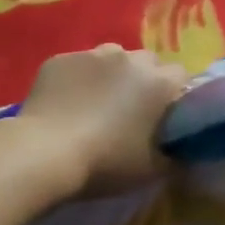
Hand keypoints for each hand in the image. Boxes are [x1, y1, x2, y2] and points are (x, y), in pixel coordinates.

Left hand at [14, 44, 190, 195]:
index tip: (165, 116)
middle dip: (144, 81)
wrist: (43, 153)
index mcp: (156, 82)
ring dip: (111, 76)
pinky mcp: (60, 59)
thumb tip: (181, 149)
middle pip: (146, 62)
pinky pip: (77, 65)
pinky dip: (78, 80)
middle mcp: (127, 58)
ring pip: (111, 58)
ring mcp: (90, 54)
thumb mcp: (151, 170)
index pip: (180, 76)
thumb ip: (174, 154)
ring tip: (95, 104)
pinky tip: (66, 104)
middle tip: (131, 111)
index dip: (174, 95)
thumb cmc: (104, 163)